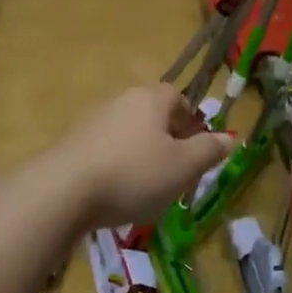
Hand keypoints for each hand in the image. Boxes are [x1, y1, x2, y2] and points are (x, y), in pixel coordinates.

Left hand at [48, 84, 233, 230]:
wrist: (63, 192)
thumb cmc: (134, 174)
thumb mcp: (183, 167)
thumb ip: (209, 150)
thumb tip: (229, 138)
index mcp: (151, 99)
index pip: (178, 97)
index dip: (191, 122)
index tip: (195, 150)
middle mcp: (121, 100)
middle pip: (153, 115)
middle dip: (167, 142)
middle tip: (175, 173)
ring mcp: (92, 121)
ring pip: (129, 134)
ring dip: (141, 156)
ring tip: (145, 189)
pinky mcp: (71, 144)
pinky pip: (105, 151)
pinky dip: (116, 167)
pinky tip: (115, 194)